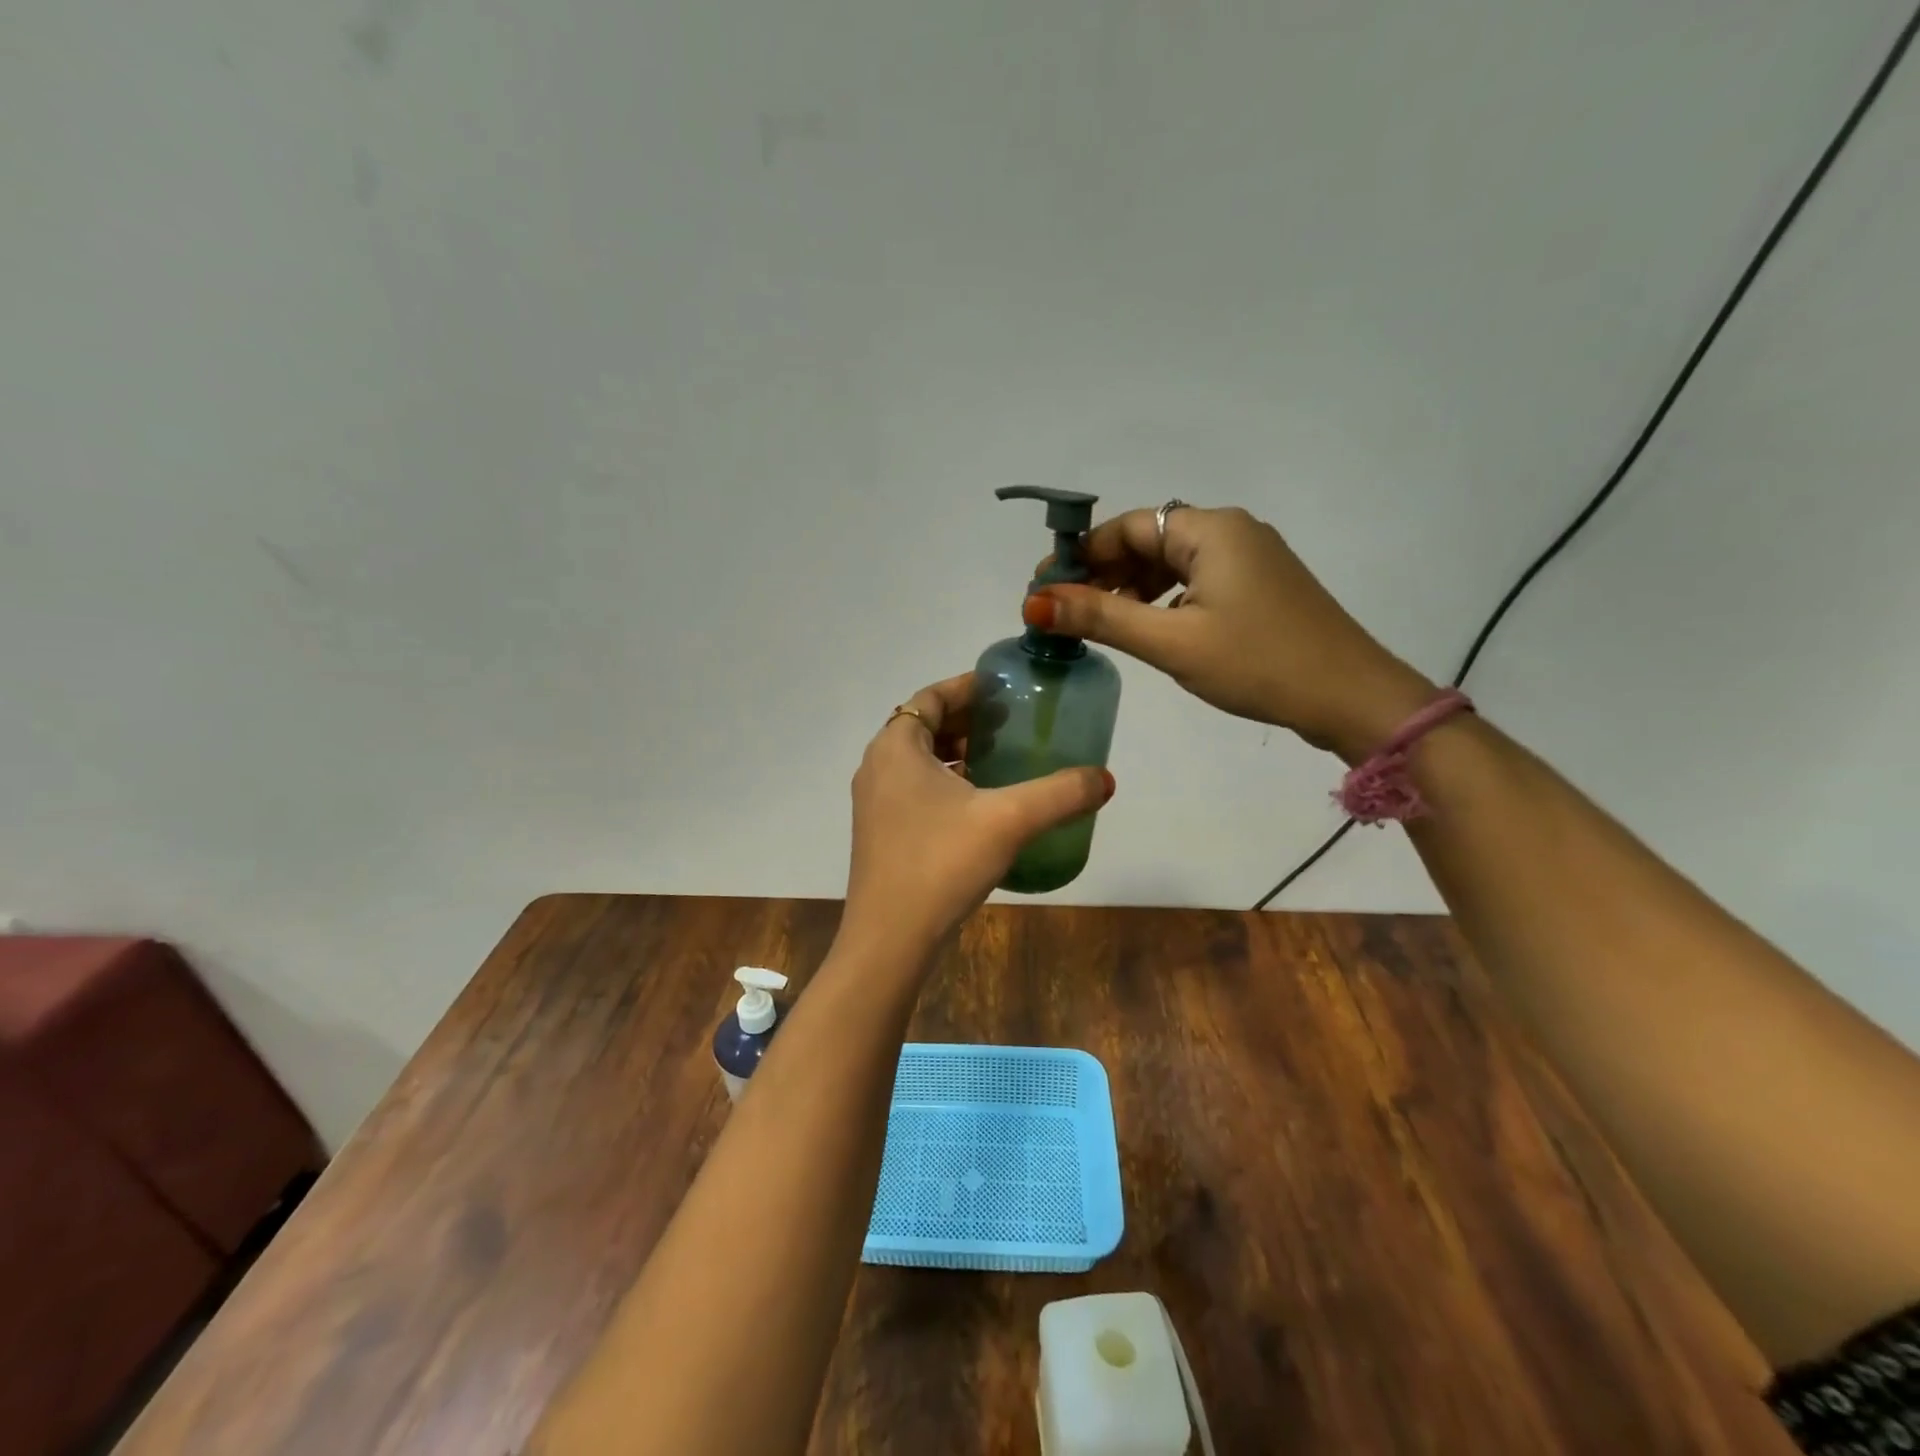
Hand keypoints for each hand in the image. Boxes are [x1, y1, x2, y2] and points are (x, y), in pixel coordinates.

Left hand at [841, 674, 1113, 961]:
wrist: (890, 939)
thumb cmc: (941, 864)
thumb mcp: (1009, 821)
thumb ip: (1060, 794)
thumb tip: (1106, 779)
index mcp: (896, 747)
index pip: (931, 697)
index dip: (968, 687)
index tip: (1005, 689)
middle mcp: (878, 767)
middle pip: (924, 726)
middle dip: (967, 720)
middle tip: (1012, 723)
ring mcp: (875, 803)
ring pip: (919, 761)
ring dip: (957, 753)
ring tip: (1002, 759)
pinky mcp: (881, 833)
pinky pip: (915, 790)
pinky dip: (946, 783)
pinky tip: (981, 805)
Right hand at [1027, 505, 1433, 760]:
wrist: (1350, 697)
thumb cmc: (1257, 663)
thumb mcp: (1171, 642)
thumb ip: (1101, 618)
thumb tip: (1035, 602)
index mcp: (1209, 530)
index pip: (1126, 526)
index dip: (1081, 555)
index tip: (1044, 590)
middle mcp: (1230, 531)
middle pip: (1148, 541)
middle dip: (1104, 574)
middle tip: (1066, 614)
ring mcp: (1249, 559)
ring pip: (1171, 563)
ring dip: (1131, 590)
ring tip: (1100, 627)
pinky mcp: (1259, 587)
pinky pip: (1196, 582)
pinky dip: (1163, 601)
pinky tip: (1149, 630)